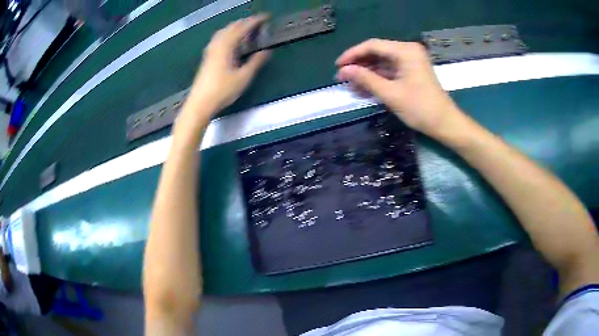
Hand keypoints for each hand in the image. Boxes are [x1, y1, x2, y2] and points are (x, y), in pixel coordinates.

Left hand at [189, 15, 270, 112]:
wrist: (200, 103)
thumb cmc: (222, 91)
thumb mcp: (243, 77)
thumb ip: (256, 62)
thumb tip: (267, 51)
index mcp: (227, 47)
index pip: (242, 28)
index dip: (255, 21)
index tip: (266, 17)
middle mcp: (217, 45)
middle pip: (231, 27)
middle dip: (245, 22)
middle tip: (257, 22)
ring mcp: (210, 51)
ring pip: (223, 32)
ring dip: (235, 27)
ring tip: (245, 29)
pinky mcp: (207, 58)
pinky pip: (218, 39)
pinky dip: (227, 34)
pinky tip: (230, 41)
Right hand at [336, 39, 464, 137]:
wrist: (445, 124)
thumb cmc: (420, 108)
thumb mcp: (390, 93)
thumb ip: (366, 79)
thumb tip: (343, 70)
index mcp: (405, 51)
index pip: (372, 46)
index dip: (353, 54)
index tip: (337, 66)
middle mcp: (408, 51)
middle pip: (377, 52)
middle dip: (359, 65)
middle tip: (341, 77)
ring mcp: (410, 61)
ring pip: (382, 62)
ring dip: (366, 73)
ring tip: (350, 85)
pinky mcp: (411, 72)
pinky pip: (390, 71)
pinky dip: (377, 78)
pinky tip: (364, 88)